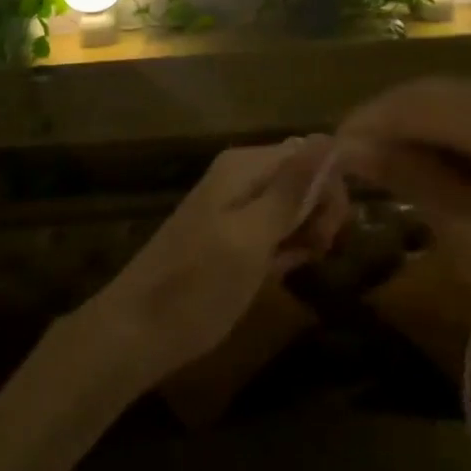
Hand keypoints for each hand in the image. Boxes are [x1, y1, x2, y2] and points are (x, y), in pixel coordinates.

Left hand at [75, 137, 347, 388]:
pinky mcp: (231, 239)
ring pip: (292, 206)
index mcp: (243, 167)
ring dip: (307, 232)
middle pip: (302, 178)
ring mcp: (234, 209)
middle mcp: (239, 178)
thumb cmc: (197, 286)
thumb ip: (289, 189)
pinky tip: (285, 270)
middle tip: (319, 251)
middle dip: (321, 211)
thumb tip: (327, 138)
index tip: (332, 231)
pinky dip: (286, 248)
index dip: (330, 188)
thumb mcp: (251, 237)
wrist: (137, 332)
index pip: (309, 153)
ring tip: (301, 264)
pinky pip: (274, 231)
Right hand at [336, 79, 470, 358]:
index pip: (420, 102)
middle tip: (353, 160)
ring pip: (459, 95)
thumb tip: (352, 147)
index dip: (369, 120)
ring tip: (387, 164)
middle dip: (388, 119)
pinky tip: (437, 163)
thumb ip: (416, 183)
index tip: (332, 151)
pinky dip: (450, 129)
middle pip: (437, 90)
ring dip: (417, 123)